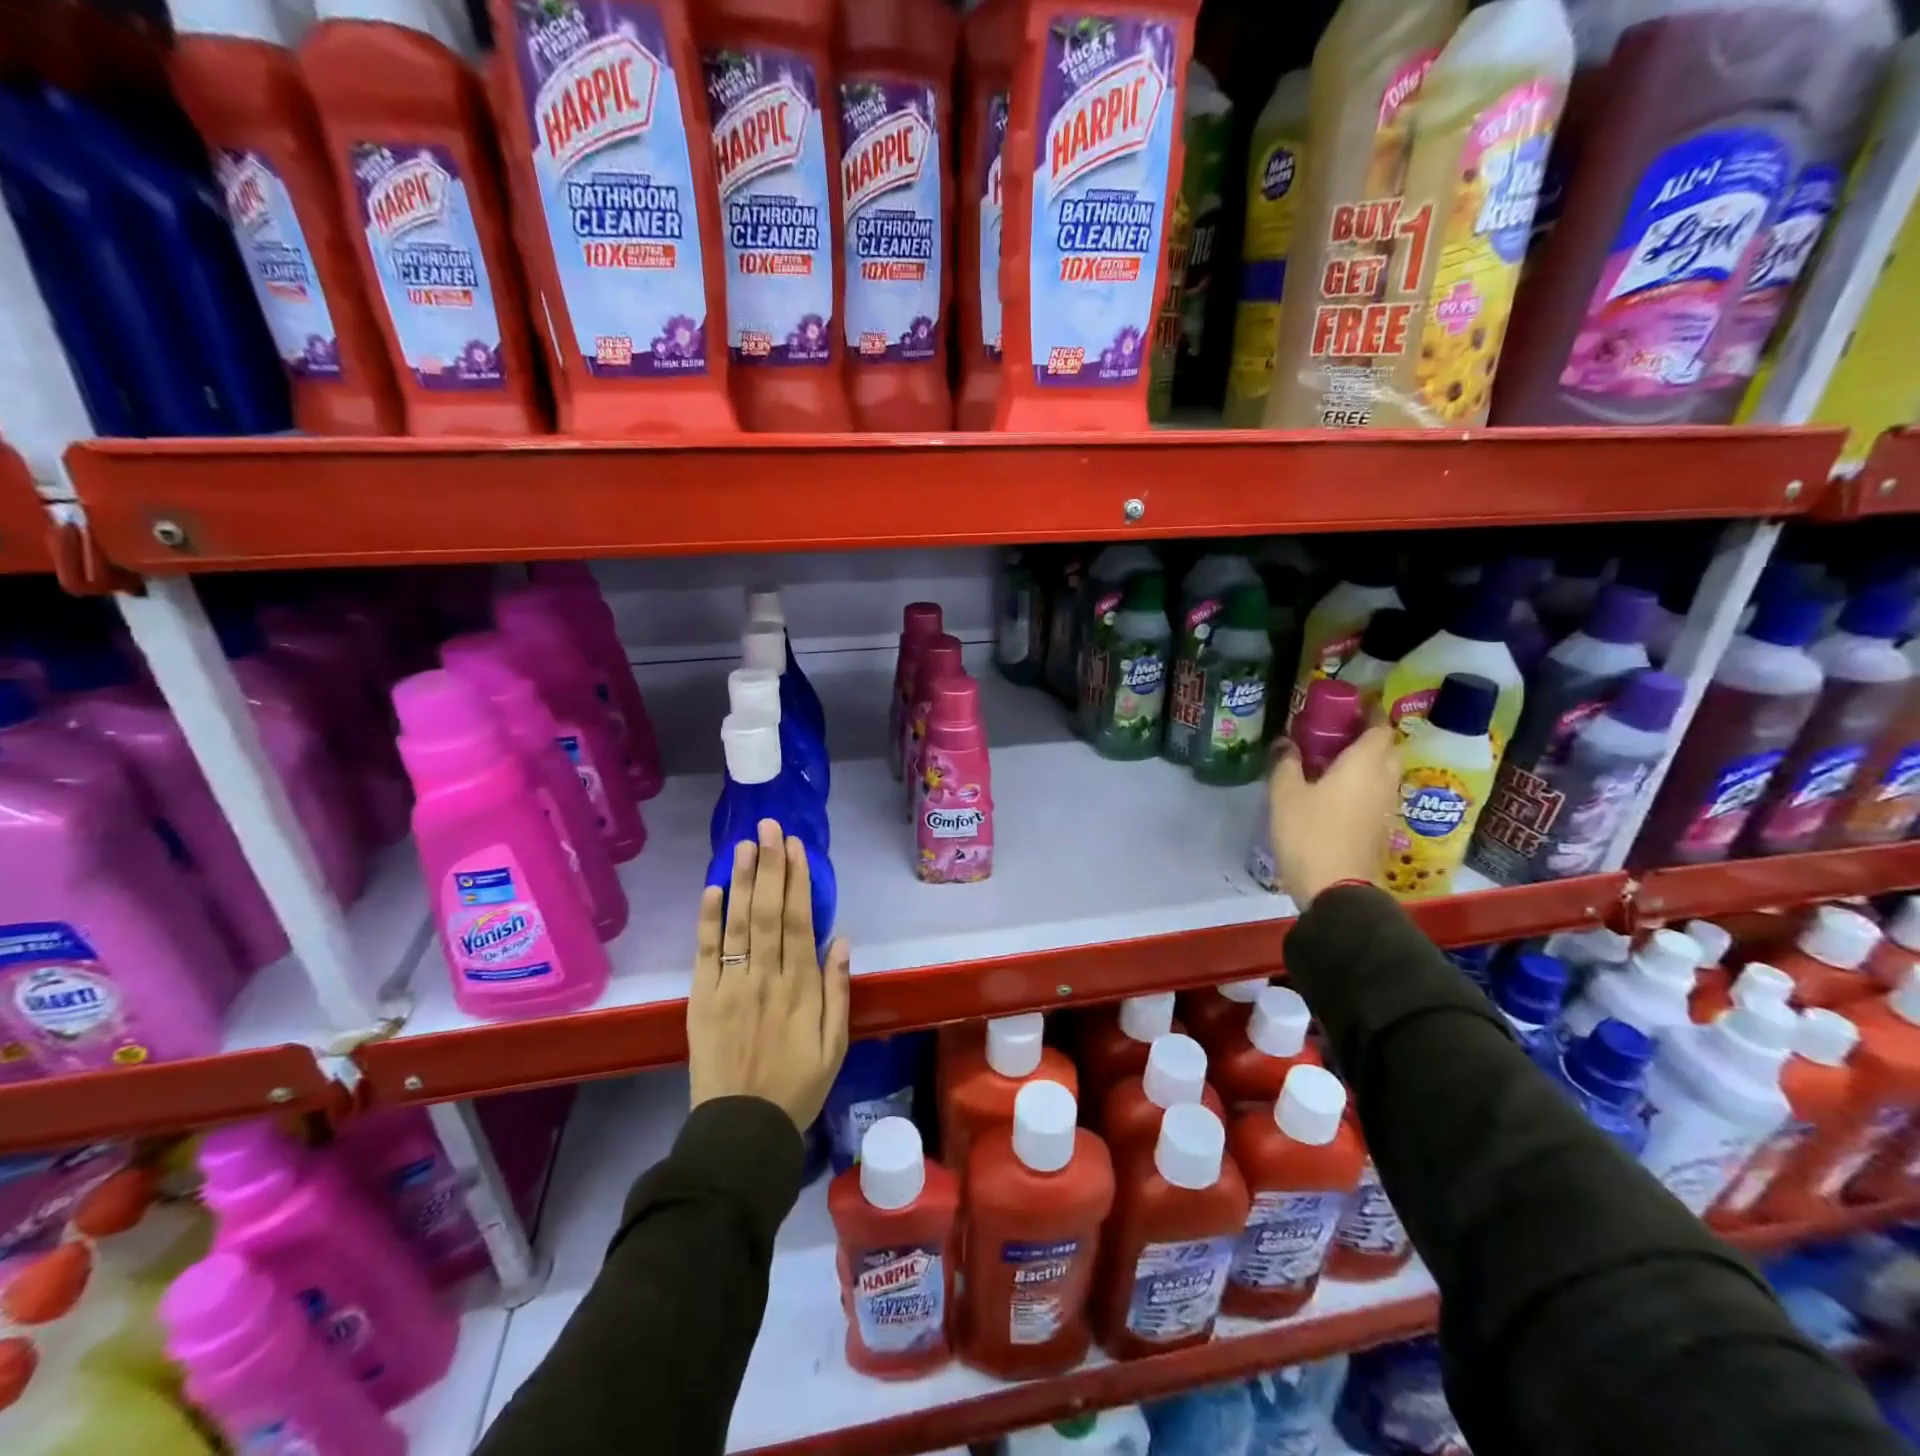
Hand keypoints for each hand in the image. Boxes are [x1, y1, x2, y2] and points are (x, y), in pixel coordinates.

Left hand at [689, 819, 850, 1132]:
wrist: (742, 1130)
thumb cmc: (797, 1086)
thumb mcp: (835, 1045)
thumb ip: (838, 990)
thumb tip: (840, 939)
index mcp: (801, 987)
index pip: (799, 921)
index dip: (798, 881)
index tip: (797, 847)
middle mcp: (766, 977)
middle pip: (768, 912)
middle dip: (770, 866)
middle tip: (769, 828)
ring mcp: (730, 986)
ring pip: (737, 924)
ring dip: (741, 881)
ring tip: (744, 844)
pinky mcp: (702, 999)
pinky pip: (705, 953)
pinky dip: (708, 920)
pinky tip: (712, 890)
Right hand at [1267, 725, 1402, 905]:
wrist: (1337, 890)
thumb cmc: (1310, 833)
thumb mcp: (1285, 795)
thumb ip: (1286, 764)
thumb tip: (1286, 743)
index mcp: (1365, 764)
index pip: (1380, 727)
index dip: (1369, 713)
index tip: (1349, 707)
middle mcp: (1384, 780)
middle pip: (1387, 749)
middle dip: (1369, 737)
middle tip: (1337, 734)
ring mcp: (1386, 807)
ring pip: (1384, 773)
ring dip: (1366, 763)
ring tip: (1333, 762)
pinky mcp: (1381, 829)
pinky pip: (1377, 795)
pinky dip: (1363, 786)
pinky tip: (1336, 792)